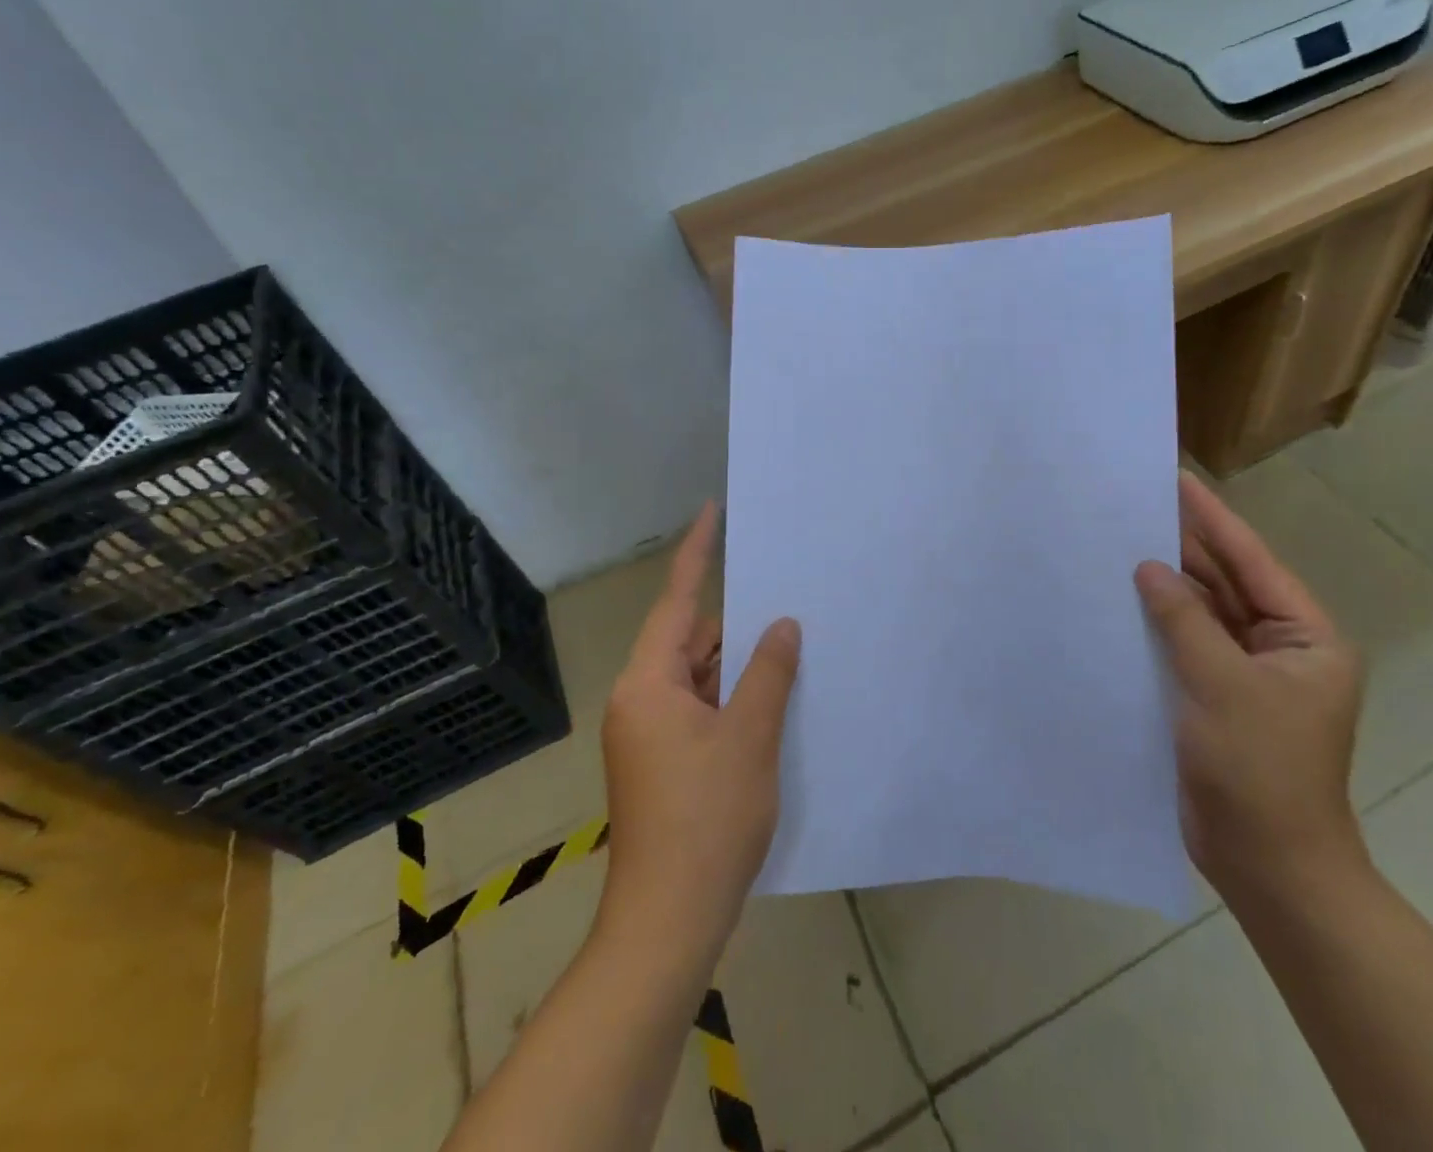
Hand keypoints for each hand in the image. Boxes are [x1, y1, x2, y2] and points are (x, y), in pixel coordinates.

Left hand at [598, 502, 800, 960]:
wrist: (669, 921)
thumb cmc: (707, 819)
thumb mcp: (750, 737)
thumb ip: (768, 673)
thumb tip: (782, 624)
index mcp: (649, 684)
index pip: (677, 602)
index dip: (697, 553)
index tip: (712, 511)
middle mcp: (642, 700)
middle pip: (691, 642)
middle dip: (737, 624)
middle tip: (787, 594)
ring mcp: (650, 735)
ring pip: (699, 679)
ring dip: (738, 667)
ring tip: (791, 644)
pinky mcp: (664, 762)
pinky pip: (700, 709)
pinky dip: (732, 699)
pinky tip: (772, 698)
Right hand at [1135, 471, 1367, 909]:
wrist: (1268, 865)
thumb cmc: (1260, 770)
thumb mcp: (1222, 685)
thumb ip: (1184, 620)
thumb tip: (1149, 568)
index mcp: (1305, 638)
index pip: (1252, 563)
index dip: (1213, 520)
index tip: (1178, 480)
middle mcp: (1280, 649)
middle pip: (1226, 584)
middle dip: (1185, 547)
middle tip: (1138, 504)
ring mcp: (1246, 675)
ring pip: (1202, 615)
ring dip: (1167, 585)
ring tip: (1122, 541)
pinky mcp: (1215, 698)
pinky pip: (1185, 647)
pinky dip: (1158, 625)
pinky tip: (1122, 601)